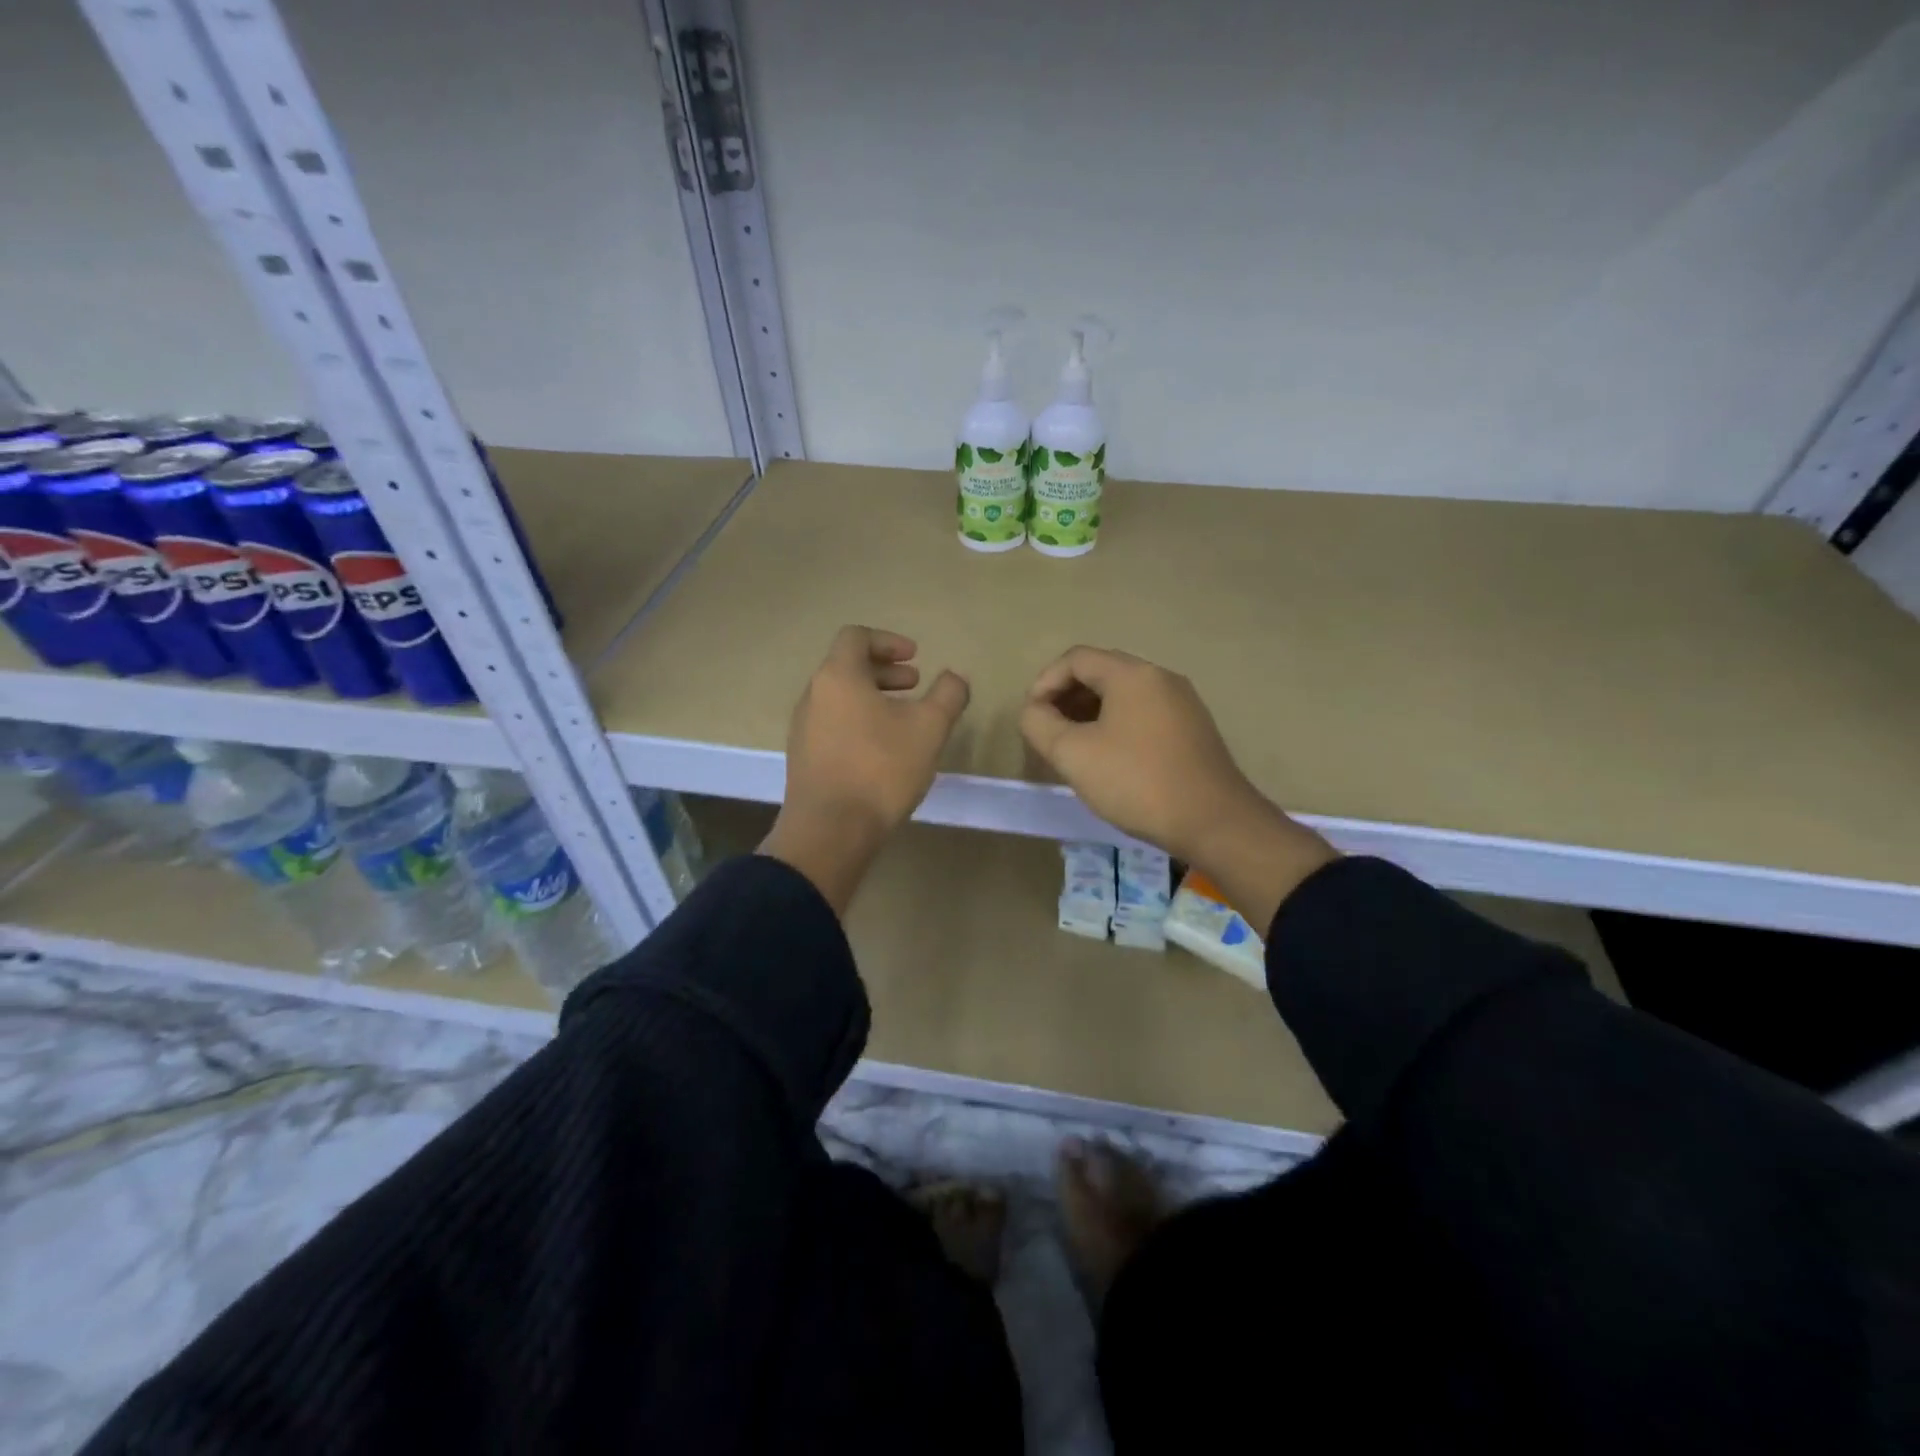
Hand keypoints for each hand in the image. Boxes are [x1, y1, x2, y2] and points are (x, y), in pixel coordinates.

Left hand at [761, 626, 969, 913]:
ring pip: (840, 697)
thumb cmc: (881, 769)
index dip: (889, 641)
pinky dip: (859, 721)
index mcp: (838, 676)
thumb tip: (955, 677)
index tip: (915, 659)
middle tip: (915, 685)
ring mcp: (804, 728)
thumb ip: (948, 695)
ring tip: (903, 719)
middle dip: (885, 671)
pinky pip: (833, 724)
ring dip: (873, 698)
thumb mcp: (929, 728)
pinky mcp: (804, 757)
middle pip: (847, 666)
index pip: (856, 637)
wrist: (830, 830)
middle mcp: (813, 695)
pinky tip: (883, 750)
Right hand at [1020, 646, 1334, 930]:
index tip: (1032, 716)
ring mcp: (1183, 703)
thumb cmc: (1137, 782)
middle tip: (1049, 731)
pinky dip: (1117, 725)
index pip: (1076, 658)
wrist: (1214, 822)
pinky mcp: (1194, 729)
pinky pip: (1144, 713)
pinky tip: (1110, 758)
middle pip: (1102, 672)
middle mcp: (1161, 678)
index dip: (1045, 682)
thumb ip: (1039, 725)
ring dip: (1091, 713)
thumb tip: (1033, 711)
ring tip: (1074, 747)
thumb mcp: (1073, 755)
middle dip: (1067, 697)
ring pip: (1124, 695)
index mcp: (1132, 675)